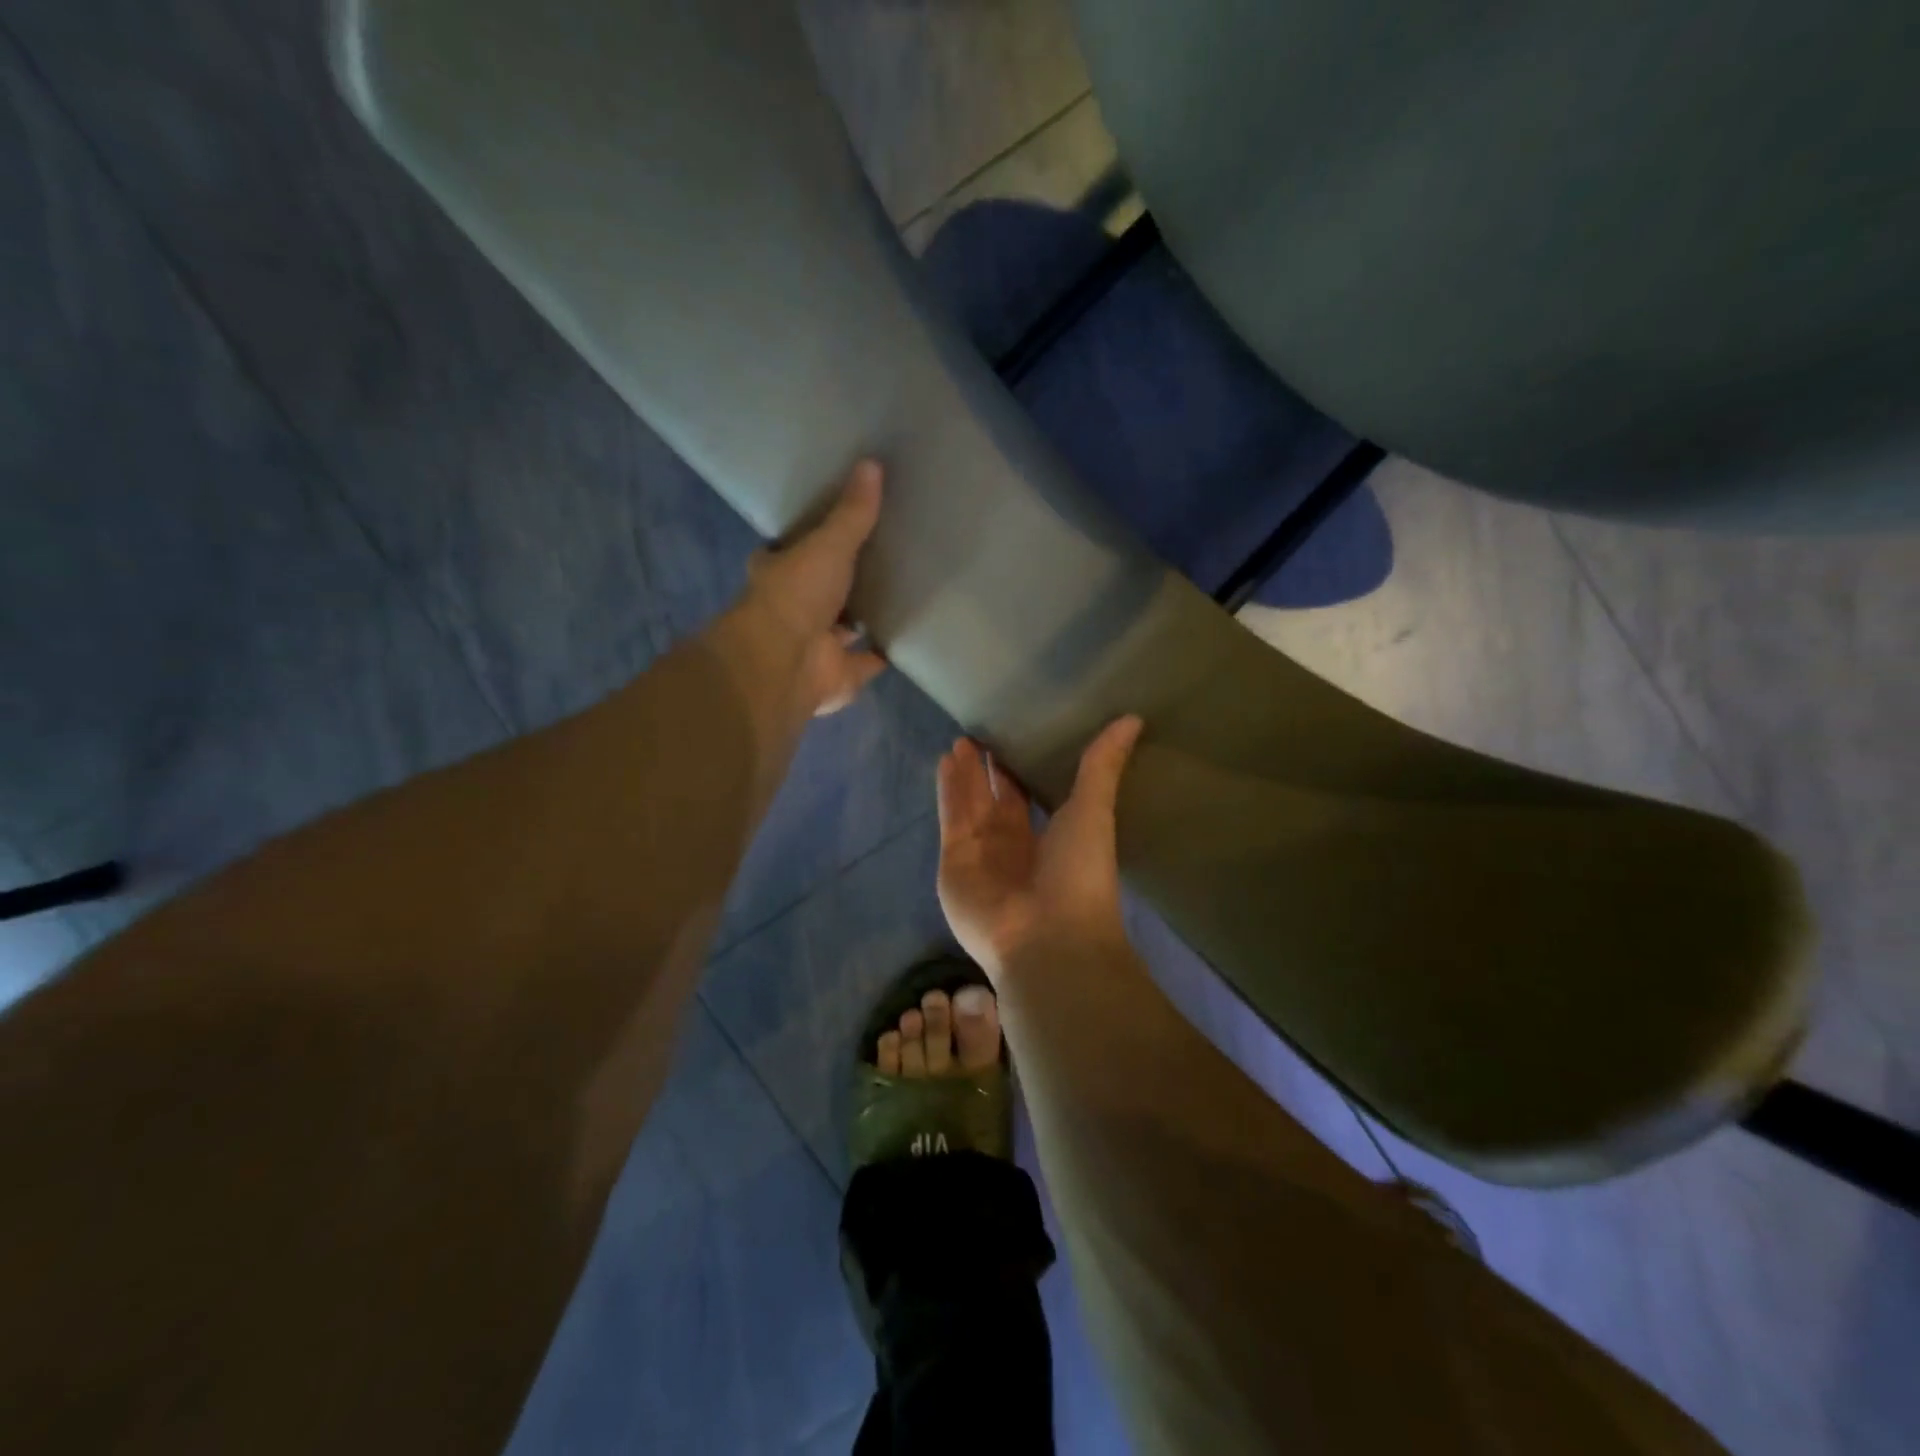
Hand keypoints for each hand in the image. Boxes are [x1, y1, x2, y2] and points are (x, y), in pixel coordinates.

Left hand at [734, 459, 888, 715]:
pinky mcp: (838, 675)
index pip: (792, 552)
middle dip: (843, 582)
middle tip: (880, 560)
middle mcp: (793, 611)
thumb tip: (872, 463)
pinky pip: (867, 661)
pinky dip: (882, 653)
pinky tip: (905, 638)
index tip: (837, 527)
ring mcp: (815, 645)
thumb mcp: (828, 544)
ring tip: (898, 595)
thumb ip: (852, 513)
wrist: (784, 662)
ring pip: (843, 628)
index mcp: (779, 574)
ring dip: (862, 619)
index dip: (810, 542)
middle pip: (822, 592)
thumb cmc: (797, 595)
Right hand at [936, 716, 1143, 977]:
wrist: (1048, 938)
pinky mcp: (954, 862)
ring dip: (965, 774)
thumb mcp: (1094, 812)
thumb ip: (1102, 766)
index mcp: (1048, 840)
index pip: (1030, 798)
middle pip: (996, 800)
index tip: (1016, 736)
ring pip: (970, 804)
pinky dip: (948, 789)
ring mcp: (981, 856)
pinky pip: (951, 817)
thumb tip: (1133, 718)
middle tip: (982, 733)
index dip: (1020, 770)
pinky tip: (946, 759)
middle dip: (988, 770)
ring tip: (960, 739)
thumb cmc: (1078, 875)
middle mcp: (1012, 847)